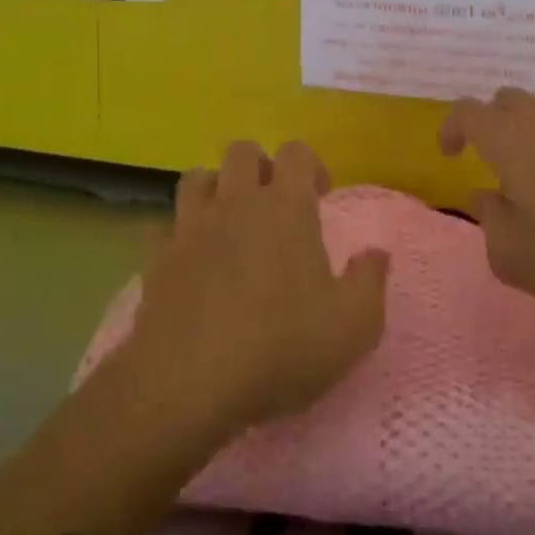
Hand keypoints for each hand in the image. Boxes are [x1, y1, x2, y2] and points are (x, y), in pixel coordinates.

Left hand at [123, 141, 388, 443]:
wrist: (187, 383)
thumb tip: (377, 254)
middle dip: (260, 166)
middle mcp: (236, 203)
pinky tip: (194, 263)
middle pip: (242, 151)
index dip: (310, 164)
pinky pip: (168, 227)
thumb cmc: (280, 347)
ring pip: (197, 178)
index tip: (320, 195)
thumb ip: (370, 282)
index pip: (296, 152)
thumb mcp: (353, 326)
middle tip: (274, 203)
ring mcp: (191, 228)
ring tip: (230, 223)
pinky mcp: (158, 260)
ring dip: (216, 189)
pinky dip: (182, 235)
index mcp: (285, 207)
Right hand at [440, 89, 534, 313]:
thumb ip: (487, 218)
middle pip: (506, 100)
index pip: (466, 111)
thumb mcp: (511, 254)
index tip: (451, 154)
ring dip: (534, 126)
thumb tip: (484, 195)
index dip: (452, 127)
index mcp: (507, 137)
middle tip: (496, 161)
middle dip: (492, 124)